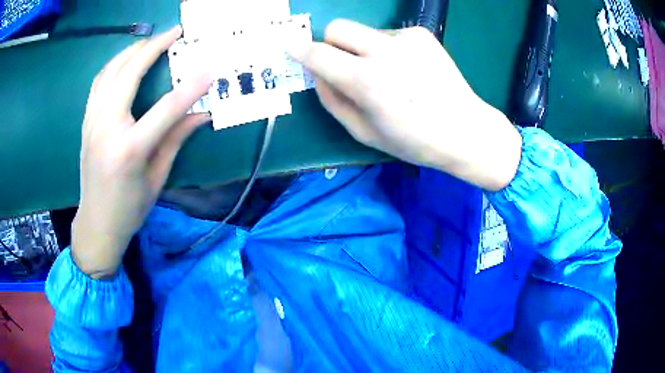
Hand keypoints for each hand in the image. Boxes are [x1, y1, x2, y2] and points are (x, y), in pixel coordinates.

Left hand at [72, 26, 212, 278]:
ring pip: (111, 71)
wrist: (96, 223)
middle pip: (130, 74)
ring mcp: (92, 122)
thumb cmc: (129, 208)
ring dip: (132, 51)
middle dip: (154, 47)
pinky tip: (125, 60)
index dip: (191, 86)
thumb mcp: (157, 178)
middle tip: (175, 32)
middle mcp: (107, 129)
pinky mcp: (86, 121)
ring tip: (151, 41)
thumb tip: (202, 114)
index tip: (210, 68)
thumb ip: (176, 140)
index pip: (166, 108)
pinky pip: (99, 82)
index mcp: (129, 150)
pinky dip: (114, 65)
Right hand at [289, 20, 521, 190]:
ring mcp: (406, 39)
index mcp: (366, 81)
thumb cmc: (414, 141)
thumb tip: (316, 74)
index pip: (318, 54)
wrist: (466, 130)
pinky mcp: (421, 35)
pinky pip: (387, 35)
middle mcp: (384, 51)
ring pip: (363, 32)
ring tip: (386, 74)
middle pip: (338, 28)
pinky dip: (386, 49)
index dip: (300, 51)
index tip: (292, 49)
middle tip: (342, 65)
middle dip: (330, 43)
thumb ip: (332, 101)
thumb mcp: (364, 132)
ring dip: (361, 49)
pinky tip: (405, 69)